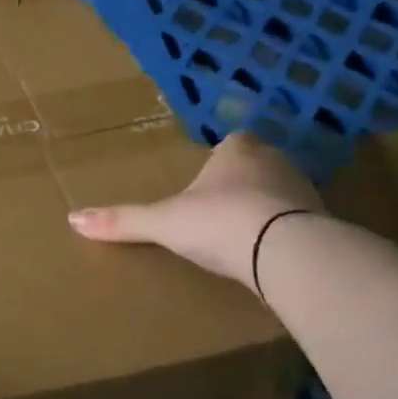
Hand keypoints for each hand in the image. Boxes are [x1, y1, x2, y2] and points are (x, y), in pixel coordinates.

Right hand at [67, 133, 322, 287]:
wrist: (283, 250)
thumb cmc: (217, 221)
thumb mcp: (163, 223)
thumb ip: (122, 221)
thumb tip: (72, 219)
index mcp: (238, 151)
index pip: (233, 143)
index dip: (221, 159)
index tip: (208, 180)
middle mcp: (275, 162)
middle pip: (260, 165)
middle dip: (245, 182)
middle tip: (222, 208)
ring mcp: (305, 191)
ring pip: (284, 192)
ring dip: (270, 208)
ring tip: (247, 236)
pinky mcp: (325, 222)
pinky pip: (303, 223)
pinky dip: (290, 234)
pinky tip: (273, 255)